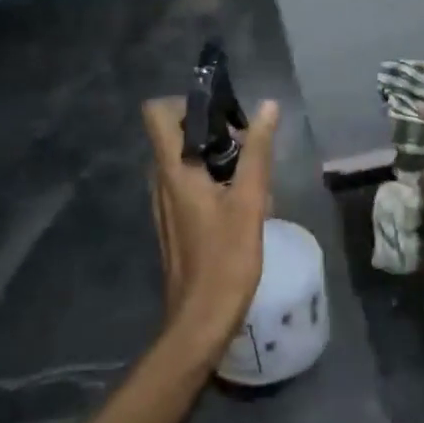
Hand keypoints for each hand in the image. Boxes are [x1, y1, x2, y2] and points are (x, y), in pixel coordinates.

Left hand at [141, 96, 279, 361]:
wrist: (200, 320)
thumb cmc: (225, 260)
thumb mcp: (249, 203)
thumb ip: (257, 152)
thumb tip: (267, 107)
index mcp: (173, 170)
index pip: (157, 112)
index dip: (186, 102)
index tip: (222, 113)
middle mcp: (160, 180)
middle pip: (174, 133)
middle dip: (210, 129)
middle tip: (247, 145)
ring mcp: (164, 202)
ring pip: (184, 159)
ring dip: (214, 156)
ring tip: (249, 174)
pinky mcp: (173, 221)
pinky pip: (186, 183)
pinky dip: (210, 179)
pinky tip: (239, 202)